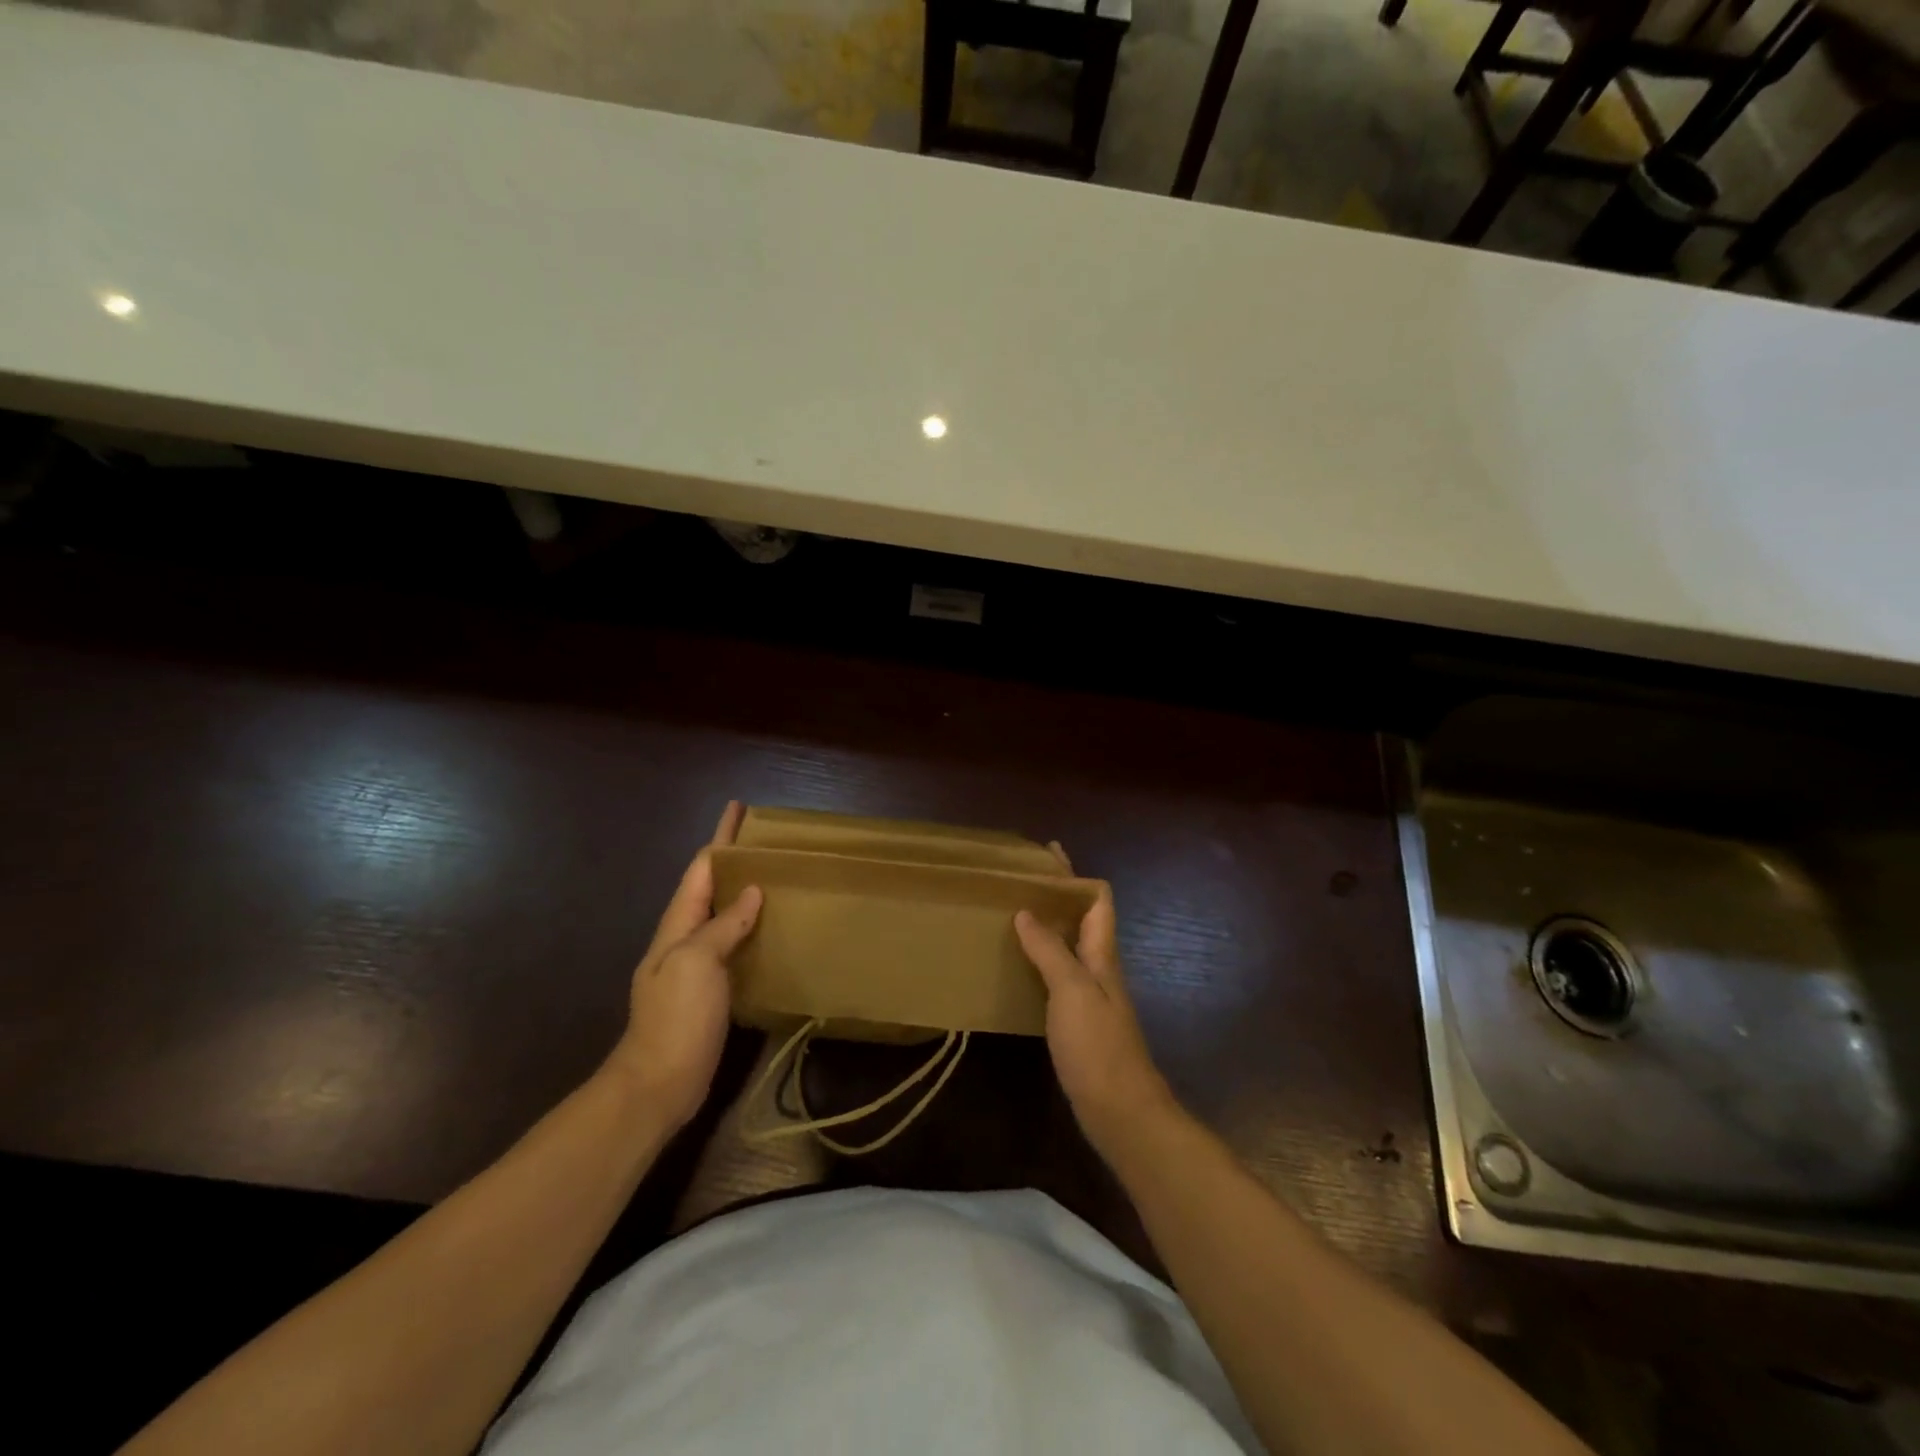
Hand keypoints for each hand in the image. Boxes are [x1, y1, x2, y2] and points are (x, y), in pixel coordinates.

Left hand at [606, 801, 762, 1131]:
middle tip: (767, 841)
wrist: (658, 1084)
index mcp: (678, 925)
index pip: (701, 869)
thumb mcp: (697, 962)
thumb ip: (723, 926)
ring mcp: (696, 966)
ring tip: (775, 876)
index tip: (738, 810)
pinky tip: (771, 929)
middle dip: (733, 859)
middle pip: (710, 887)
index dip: (720, 838)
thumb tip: (751, 893)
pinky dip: (750, 927)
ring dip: (743, 892)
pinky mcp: (711, 990)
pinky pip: (733, 945)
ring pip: (723, 915)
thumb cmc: (676, 1018)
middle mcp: (685, 938)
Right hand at [1015, 881, 1174, 1154]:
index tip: (1046, 855)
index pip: (1099, 899)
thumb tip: (1027, 910)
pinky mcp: (1078, 1020)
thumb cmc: (1098, 1046)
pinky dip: (1039, 959)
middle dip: (1056, 895)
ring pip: (1069, 945)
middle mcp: (1099, 968)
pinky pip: (1057, 974)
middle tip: (1017, 880)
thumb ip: (1050, 950)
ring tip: (1010, 913)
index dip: (1075, 874)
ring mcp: (1090, 995)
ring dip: (1046, 925)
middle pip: (1082, 918)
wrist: (1121, 1112)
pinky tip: (1016, 964)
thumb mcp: (1072, 991)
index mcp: (1102, 954)